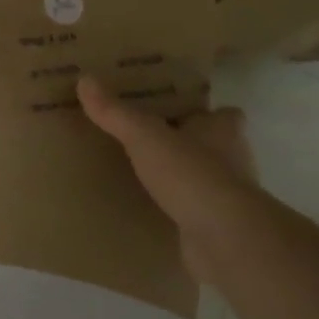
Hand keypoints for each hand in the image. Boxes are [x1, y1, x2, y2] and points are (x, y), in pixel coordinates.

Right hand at [77, 78, 256, 286]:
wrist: (225, 239)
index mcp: (223, 131)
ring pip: (202, 179)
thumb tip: (85, 79)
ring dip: (181, 177)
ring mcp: (227, 197)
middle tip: (147, 139)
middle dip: (186, 143)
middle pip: (213, 146)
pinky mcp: (218, 227)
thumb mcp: (145, 136)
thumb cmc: (192, 175)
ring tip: (141, 173)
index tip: (176, 110)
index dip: (204, 112)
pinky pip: (193, 211)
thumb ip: (116, 112)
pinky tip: (149, 208)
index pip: (224, 114)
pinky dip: (176, 209)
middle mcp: (233, 161)